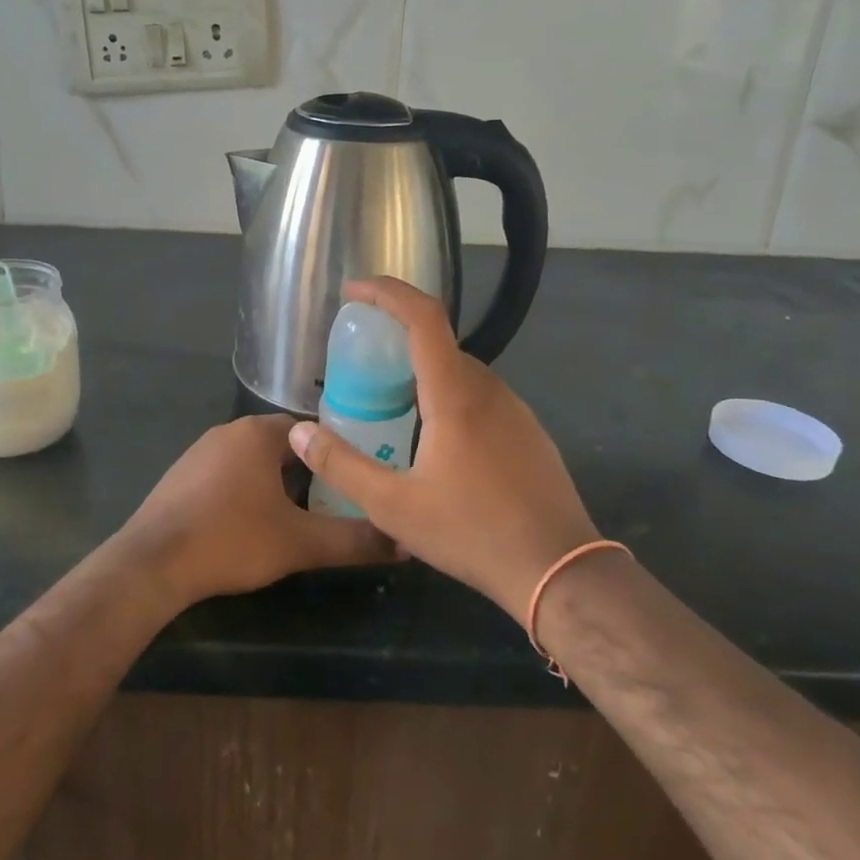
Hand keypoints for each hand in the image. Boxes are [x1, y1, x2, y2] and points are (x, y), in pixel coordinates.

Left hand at [117, 414, 394, 607]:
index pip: (310, 430)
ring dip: (275, 482)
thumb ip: (353, 540)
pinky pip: (226, 474)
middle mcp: (229, 431)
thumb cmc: (231, 539)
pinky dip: (245, 491)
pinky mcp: (181, 475)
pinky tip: (250, 524)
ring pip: (252, 460)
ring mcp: (199, 451)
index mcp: (259, 433)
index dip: (335, 454)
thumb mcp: (300, 543)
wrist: (153, 563)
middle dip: (307, 471)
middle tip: (333, 502)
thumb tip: (403, 542)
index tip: (355, 478)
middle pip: (282, 445)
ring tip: (298, 516)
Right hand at [288, 277, 600, 622]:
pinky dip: (448, 396)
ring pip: (461, 372)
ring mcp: (515, 410)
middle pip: (439, 343)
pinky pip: (480, 397)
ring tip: (390, 405)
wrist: (560, 569)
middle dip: (397, 338)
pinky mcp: (528, 433)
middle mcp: (489, 389)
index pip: (423, 317)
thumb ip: (341, 466)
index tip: (354, 290)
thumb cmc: (472, 532)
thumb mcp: (393, 506)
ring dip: (423, 372)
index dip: (387, 292)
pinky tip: (435, 442)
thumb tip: (299, 433)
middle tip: (361, 363)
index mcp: (455, 394)